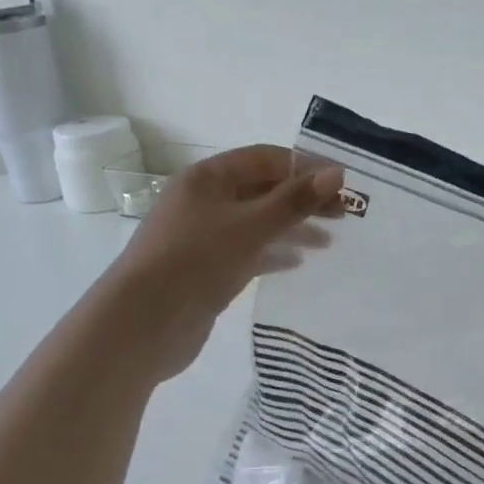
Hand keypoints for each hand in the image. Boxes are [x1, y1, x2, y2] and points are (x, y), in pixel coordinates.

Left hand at [106, 145, 342, 380]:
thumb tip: (337, 173)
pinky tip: (296, 263)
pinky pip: (247, 251)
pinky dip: (273, 253)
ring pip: (256, 222)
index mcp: (207, 178)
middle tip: (342, 215)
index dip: (305, 167)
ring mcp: (203, 237)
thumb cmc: (195, 261)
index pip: (265, 159)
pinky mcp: (205, 269)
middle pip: (262, 190)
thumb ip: (295, 200)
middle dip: (302, 200)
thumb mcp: (251, 225)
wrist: (141, 325)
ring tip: (327, 242)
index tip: (341, 184)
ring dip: (291, 227)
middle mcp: (204, 201)